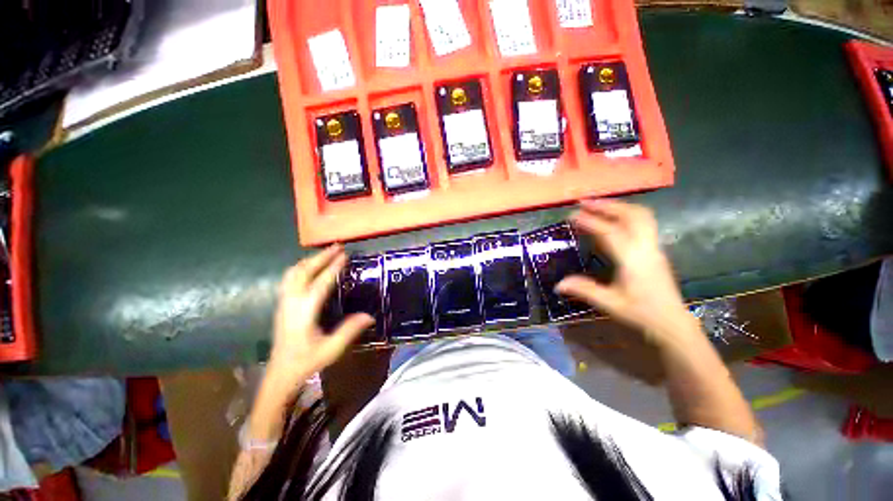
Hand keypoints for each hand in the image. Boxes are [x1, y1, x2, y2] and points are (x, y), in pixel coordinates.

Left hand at [267, 245, 374, 387]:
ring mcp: (284, 302)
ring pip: (293, 273)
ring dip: (309, 260)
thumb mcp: (331, 349)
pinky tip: (310, 268)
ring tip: (325, 253)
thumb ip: (350, 330)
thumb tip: (370, 316)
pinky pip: (289, 279)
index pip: (321, 283)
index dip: (333, 267)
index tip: (344, 255)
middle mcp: (292, 302)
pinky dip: (301, 268)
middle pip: (303, 272)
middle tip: (337, 246)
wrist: (280, 374)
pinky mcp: (282, 305)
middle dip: (320, 257)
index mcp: (305, 312)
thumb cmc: (306, 362)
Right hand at [556, 200, 695, 346]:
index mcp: (633, 260)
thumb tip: (558, 284)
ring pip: (641, 216)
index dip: (590, 221)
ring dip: (619, 206)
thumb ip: (584, 290)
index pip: (610, 232)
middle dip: (608, 205)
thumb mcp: (610, 304)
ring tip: (598, 205)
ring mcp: (654, 248)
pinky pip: (643, 224)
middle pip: (632, 215)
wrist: (673, 324)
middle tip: (585, 202)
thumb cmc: (642, 314)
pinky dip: (626, 215)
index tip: (572, 215)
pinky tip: (613, 220)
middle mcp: (646, 248)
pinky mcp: (655, 251)